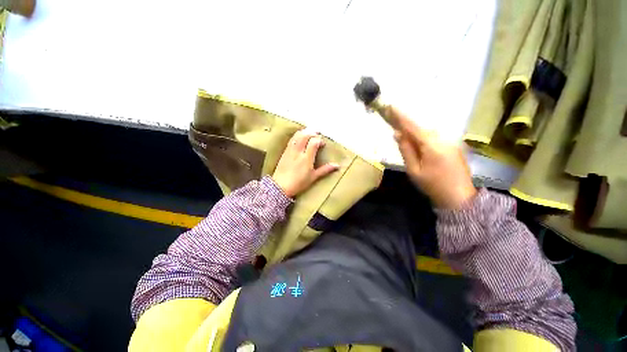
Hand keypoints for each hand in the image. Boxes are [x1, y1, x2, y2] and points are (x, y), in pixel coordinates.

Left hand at [272, 130, 339, 197]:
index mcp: (306, 158)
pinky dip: (297, 136)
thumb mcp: (313, 177)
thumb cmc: (299, 183)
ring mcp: (290, 150)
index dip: (319, 140)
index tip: (323, 144)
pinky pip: (291, 139)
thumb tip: (337, 165)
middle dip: (313, 133)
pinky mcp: (285, 151)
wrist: (281, 186)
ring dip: (305, 132)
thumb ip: (325, 170)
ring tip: (310, 134)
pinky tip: (300, 137)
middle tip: (318, 135)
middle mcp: (298, 152)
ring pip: (297, 136)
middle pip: (305, 135)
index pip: (314, 142)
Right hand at [388, 106, 476, 208]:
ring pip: (429, 132)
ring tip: (404, 135)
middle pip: (421, 128)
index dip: (401, 117)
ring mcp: (451, 141)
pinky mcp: (455, 145)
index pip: (413, 127)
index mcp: (432, 145)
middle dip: (407, 125)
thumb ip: (406, 150)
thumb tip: (397, 134)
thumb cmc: (432, 185)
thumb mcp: (413, 170)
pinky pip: (436, 137)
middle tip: (394, 123)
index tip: (391, 107)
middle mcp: (444, 138)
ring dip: (416, 132)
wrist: (459, 197)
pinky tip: (419, 143)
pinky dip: (424, 137)